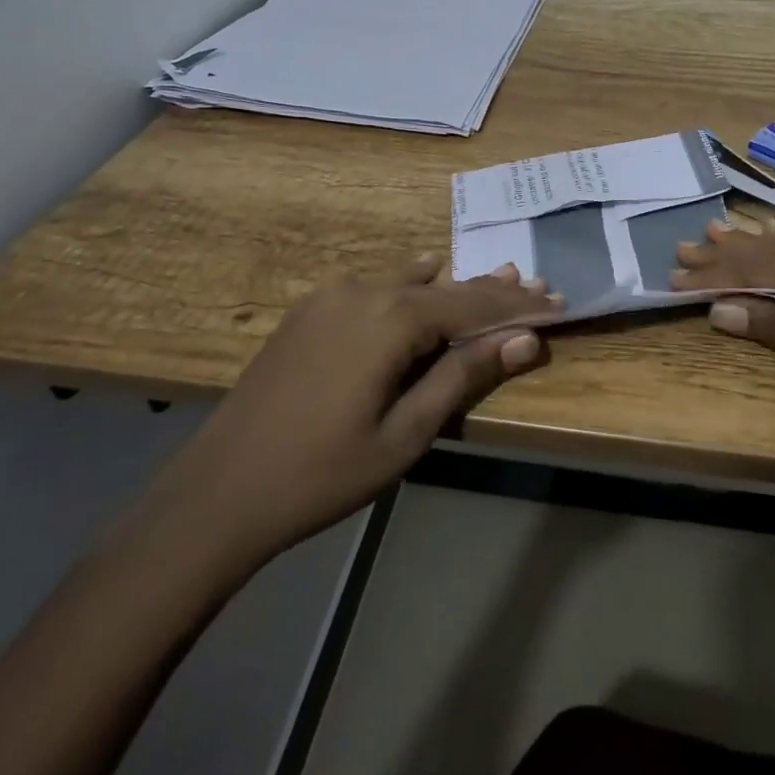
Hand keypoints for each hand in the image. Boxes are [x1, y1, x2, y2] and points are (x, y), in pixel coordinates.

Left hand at [138, 255, 559, 580]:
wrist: (217, 493)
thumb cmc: (321, 474)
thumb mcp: (406, 435)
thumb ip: (464, 377)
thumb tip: (523, 339)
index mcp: (390, 317)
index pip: (473, 302)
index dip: (518, 304)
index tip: (557, 302)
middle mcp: (363, 289)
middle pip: (444, 285)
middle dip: (492, 290)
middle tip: (536, 286)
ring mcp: (330, 295)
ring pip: (409, 281)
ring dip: (453, 288)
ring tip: (494, 286)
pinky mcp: (310, 310)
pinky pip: (377, 286)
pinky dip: (412, 291)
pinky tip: (427, 292)